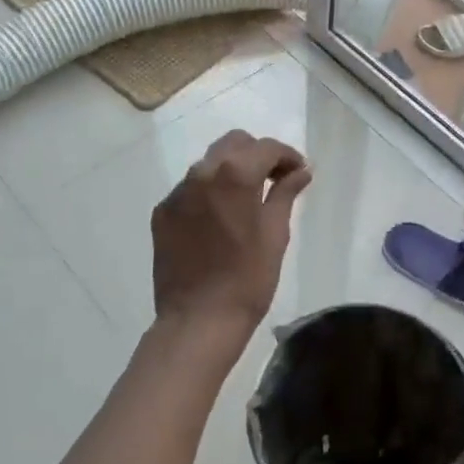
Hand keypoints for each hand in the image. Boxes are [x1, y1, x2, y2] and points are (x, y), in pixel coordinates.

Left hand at [151, 131, 310, 349]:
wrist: (198, 320)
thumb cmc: (248, 278)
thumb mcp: (276, 233)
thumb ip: (285, 193)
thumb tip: (300, 171)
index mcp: (234, 175)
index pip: (266, 148)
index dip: (288, 156)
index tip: (299, 172)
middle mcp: (201, 173)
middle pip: (234, 144)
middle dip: (257, 155)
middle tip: (275, 180)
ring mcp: (177, 193)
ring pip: (209, 164)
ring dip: (231, 171)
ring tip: (247, 199)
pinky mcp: (162, 213)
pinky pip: (190, 189)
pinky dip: (209, 193)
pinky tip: (220, 219)